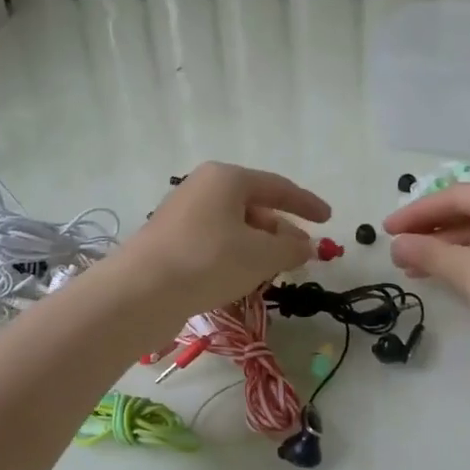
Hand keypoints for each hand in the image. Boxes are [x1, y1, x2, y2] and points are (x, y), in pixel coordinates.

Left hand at [115, 162, 330, 326]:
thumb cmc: (209, 261)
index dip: (306, 204)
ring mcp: (182, 214)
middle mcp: (202, 188)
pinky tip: (241, 279)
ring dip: (258, 247)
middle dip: (280, 230)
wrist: (141, 292)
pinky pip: (214, 243)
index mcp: (227, 178)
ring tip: (274, 271)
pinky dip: (235, 256)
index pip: (277, 186)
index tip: (328, 218)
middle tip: (300, 254)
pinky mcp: (170, 241)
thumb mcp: (262, 255)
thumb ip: (291, 248)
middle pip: (253, 206)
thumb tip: (306, 245)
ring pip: (233, 227)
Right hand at [384, 180, 469, 353]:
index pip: (459, 196)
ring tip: (409, 267)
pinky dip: (465, 262)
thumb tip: (396, 245)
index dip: (418, 212)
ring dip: (444, 249)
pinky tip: (439, 275)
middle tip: (396, 247)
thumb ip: (429, 253)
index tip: (386, 229)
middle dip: (431, 231)